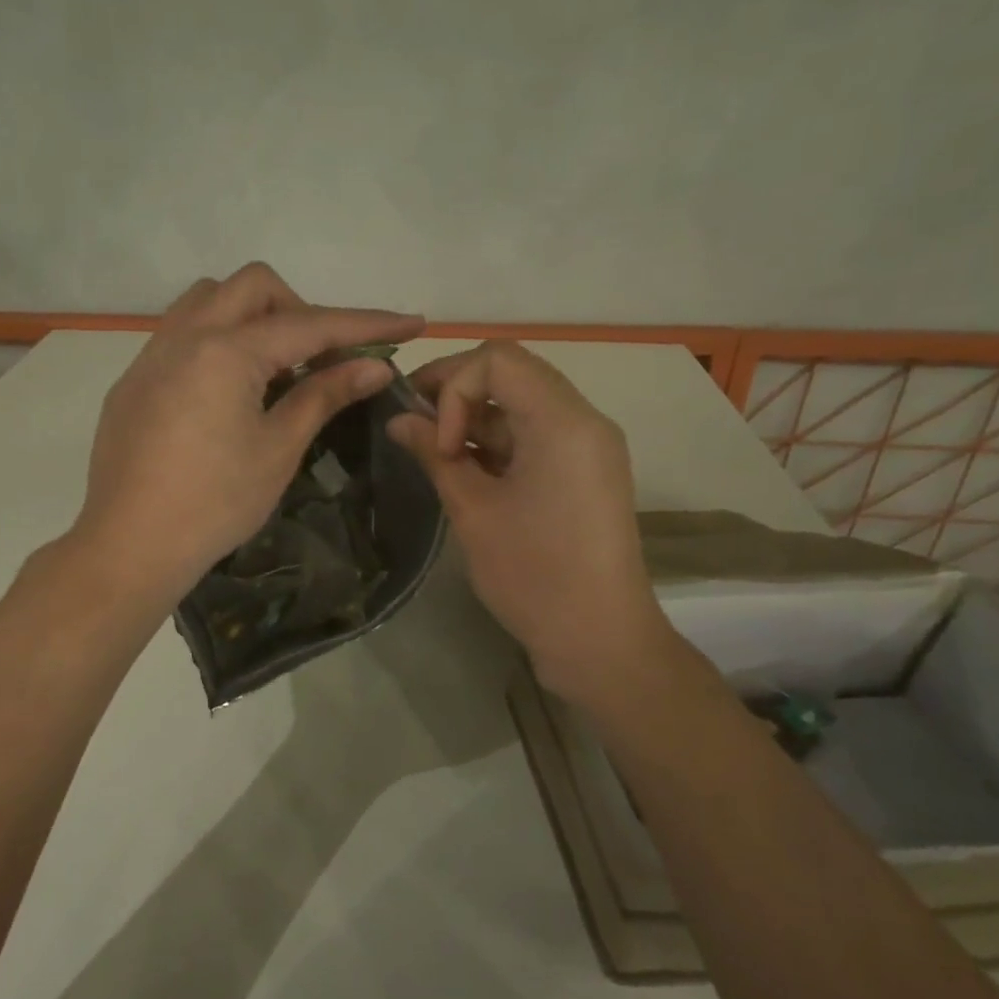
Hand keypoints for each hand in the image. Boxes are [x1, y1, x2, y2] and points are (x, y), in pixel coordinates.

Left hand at [71, 263, 423, 603]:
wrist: (129, 545)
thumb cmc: (215, 504)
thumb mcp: (278, 449)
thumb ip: (324, 396)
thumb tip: (374, 367)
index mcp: (226, 351)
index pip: (310, 324)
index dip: (366, 325)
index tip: (411, 324)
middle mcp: (185, 336)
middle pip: (254, 287)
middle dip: (301, 310)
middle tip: (321, 359)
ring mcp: (151, 355)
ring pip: (208, 300)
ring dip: (252, 316)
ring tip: (272, 369)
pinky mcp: (133, 380)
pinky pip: (180, 333)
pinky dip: (217, 340)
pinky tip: (226, 392)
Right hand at [387, 342, 668, 704]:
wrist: (600, 640)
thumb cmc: (534, 575)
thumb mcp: (473, 511)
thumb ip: (434, 455)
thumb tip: (398, 421)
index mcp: (562, 421)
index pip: (497, 359)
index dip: (452, 386)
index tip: (435, 439)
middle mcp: (583, 421)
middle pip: (512, 374)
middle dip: (457, 395)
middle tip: (415, 429)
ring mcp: (588, 447)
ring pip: (521, 405)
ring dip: (474, 421)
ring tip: (436, 458)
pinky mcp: (585, 472)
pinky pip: (536, 436)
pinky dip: (497, 444)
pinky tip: (466, 473)